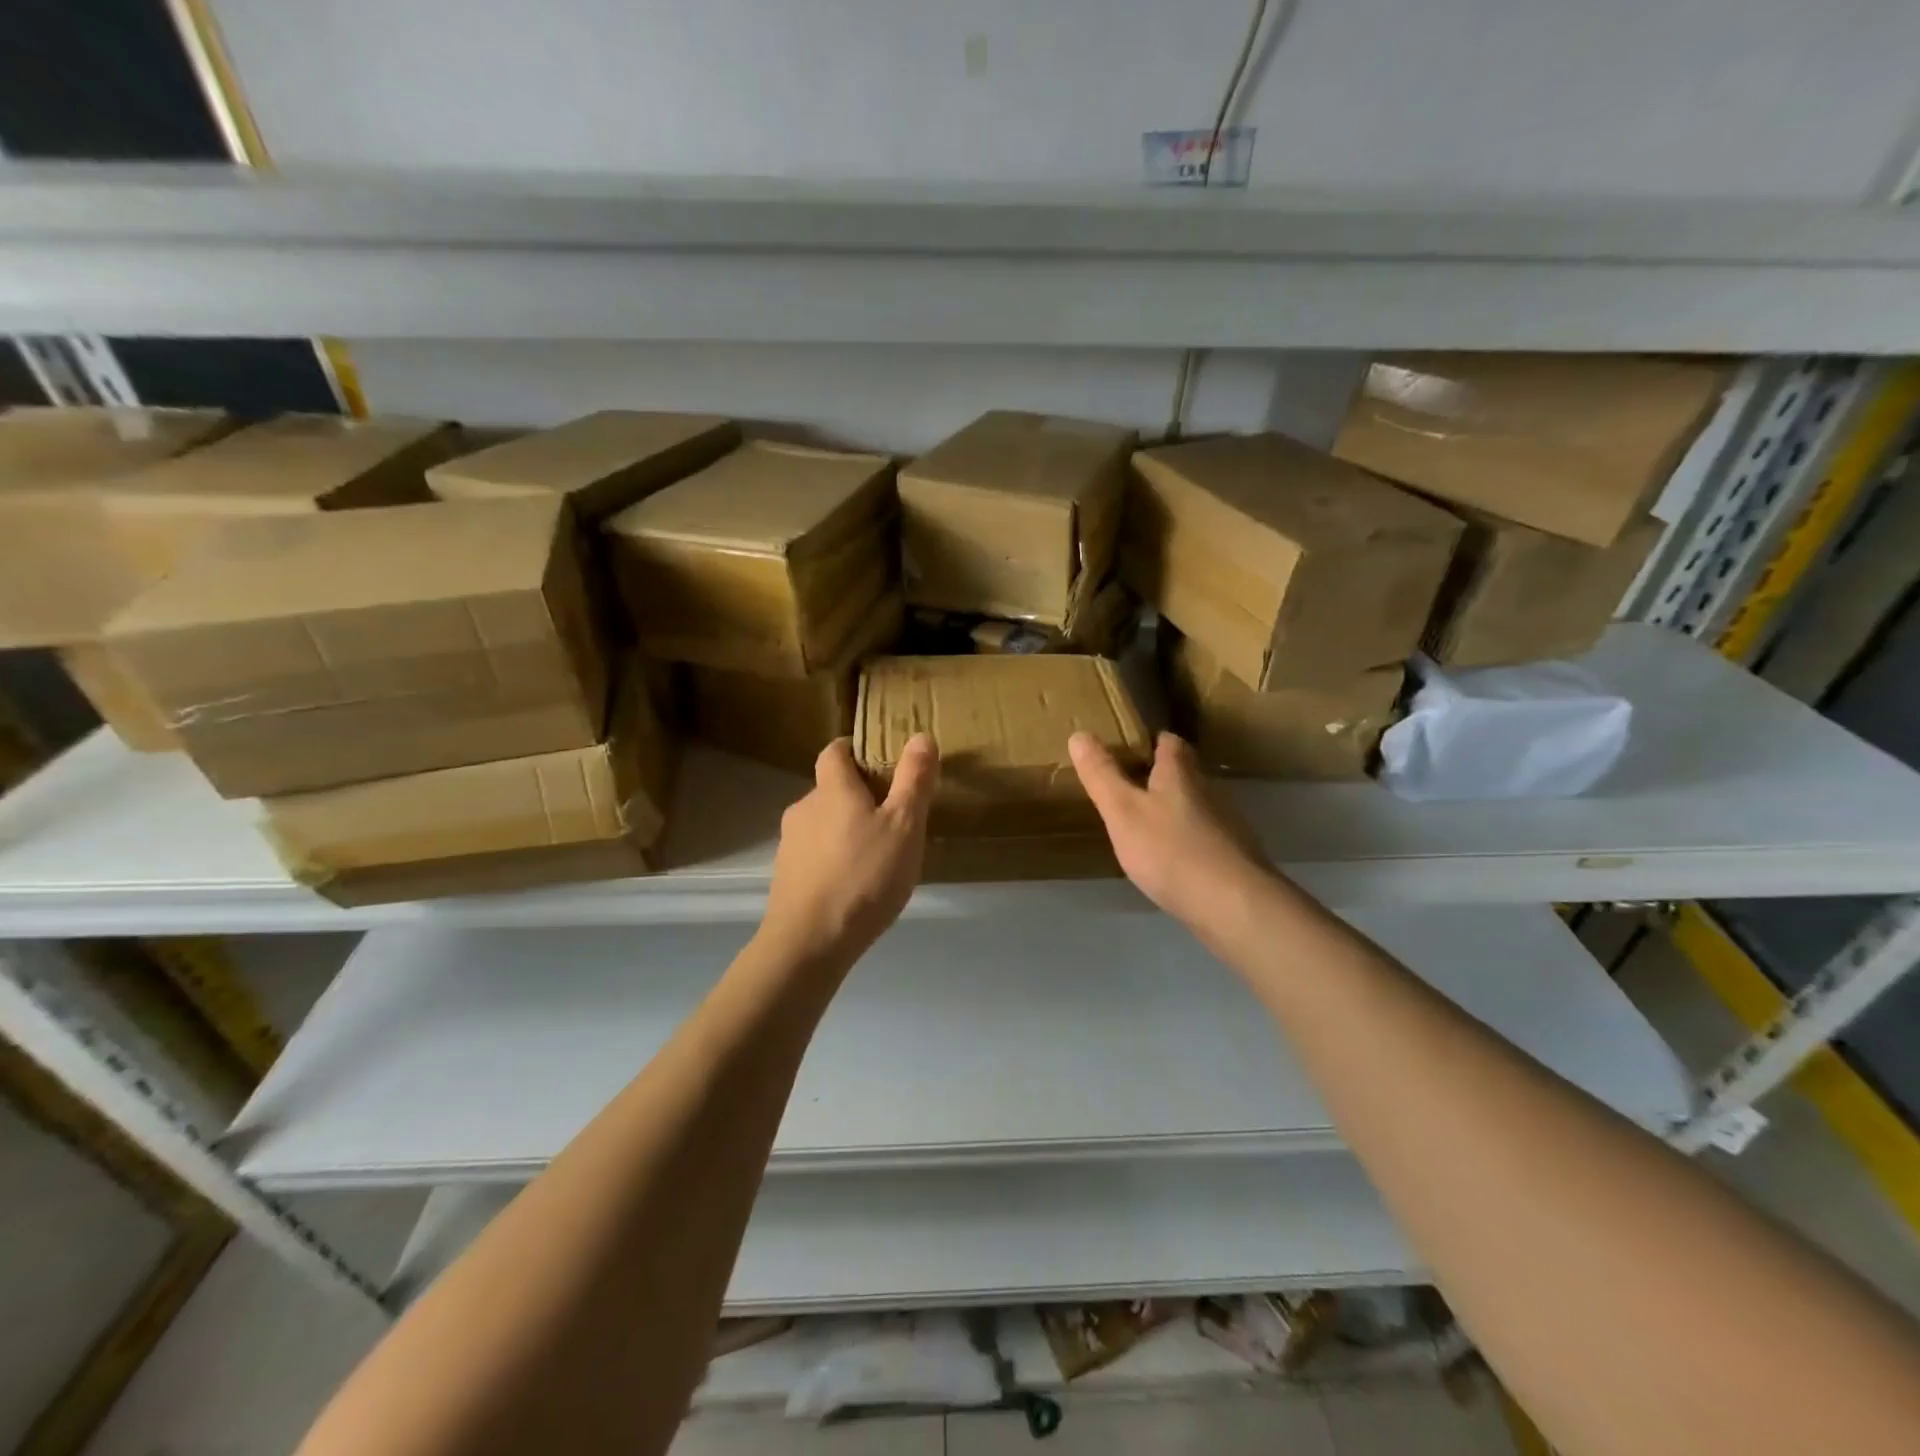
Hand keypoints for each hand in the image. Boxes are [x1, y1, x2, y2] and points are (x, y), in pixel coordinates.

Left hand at [761, 734, 938, 967]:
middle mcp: (804, 808)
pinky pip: (815, 853)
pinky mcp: (786, 875)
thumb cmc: (864, 876)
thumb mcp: (905, 826)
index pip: (835, 751)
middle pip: (830, 788)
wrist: (810, 942)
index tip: (879, 759)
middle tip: (893, 815)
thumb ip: (914, 780)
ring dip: (846, 828)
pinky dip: (834, 857)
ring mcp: (790, 843)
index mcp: (832, 789)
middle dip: (858, 794)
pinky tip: (855, 883)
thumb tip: (921, 736)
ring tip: (878, 854)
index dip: (854, 749)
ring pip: (822, 823)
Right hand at [1069, 730, 1276, 939]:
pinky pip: (1202, 838)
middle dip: (1158, 775)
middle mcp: (1207, 791)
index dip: (1149, 740)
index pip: (1168, 741)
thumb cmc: (1170, 850)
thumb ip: (1101, 774)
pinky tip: (1167, 860)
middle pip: (1183, 773)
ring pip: (1193, 806)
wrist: (1233, 905)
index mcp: (1180, 774)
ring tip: (1141, 824)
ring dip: (1171, 809)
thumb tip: (1079, 734)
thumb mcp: (1123, 811)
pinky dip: (1184, 841)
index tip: (1126, 748)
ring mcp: (1224, 826)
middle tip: (1126, 786)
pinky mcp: (1231, 858)